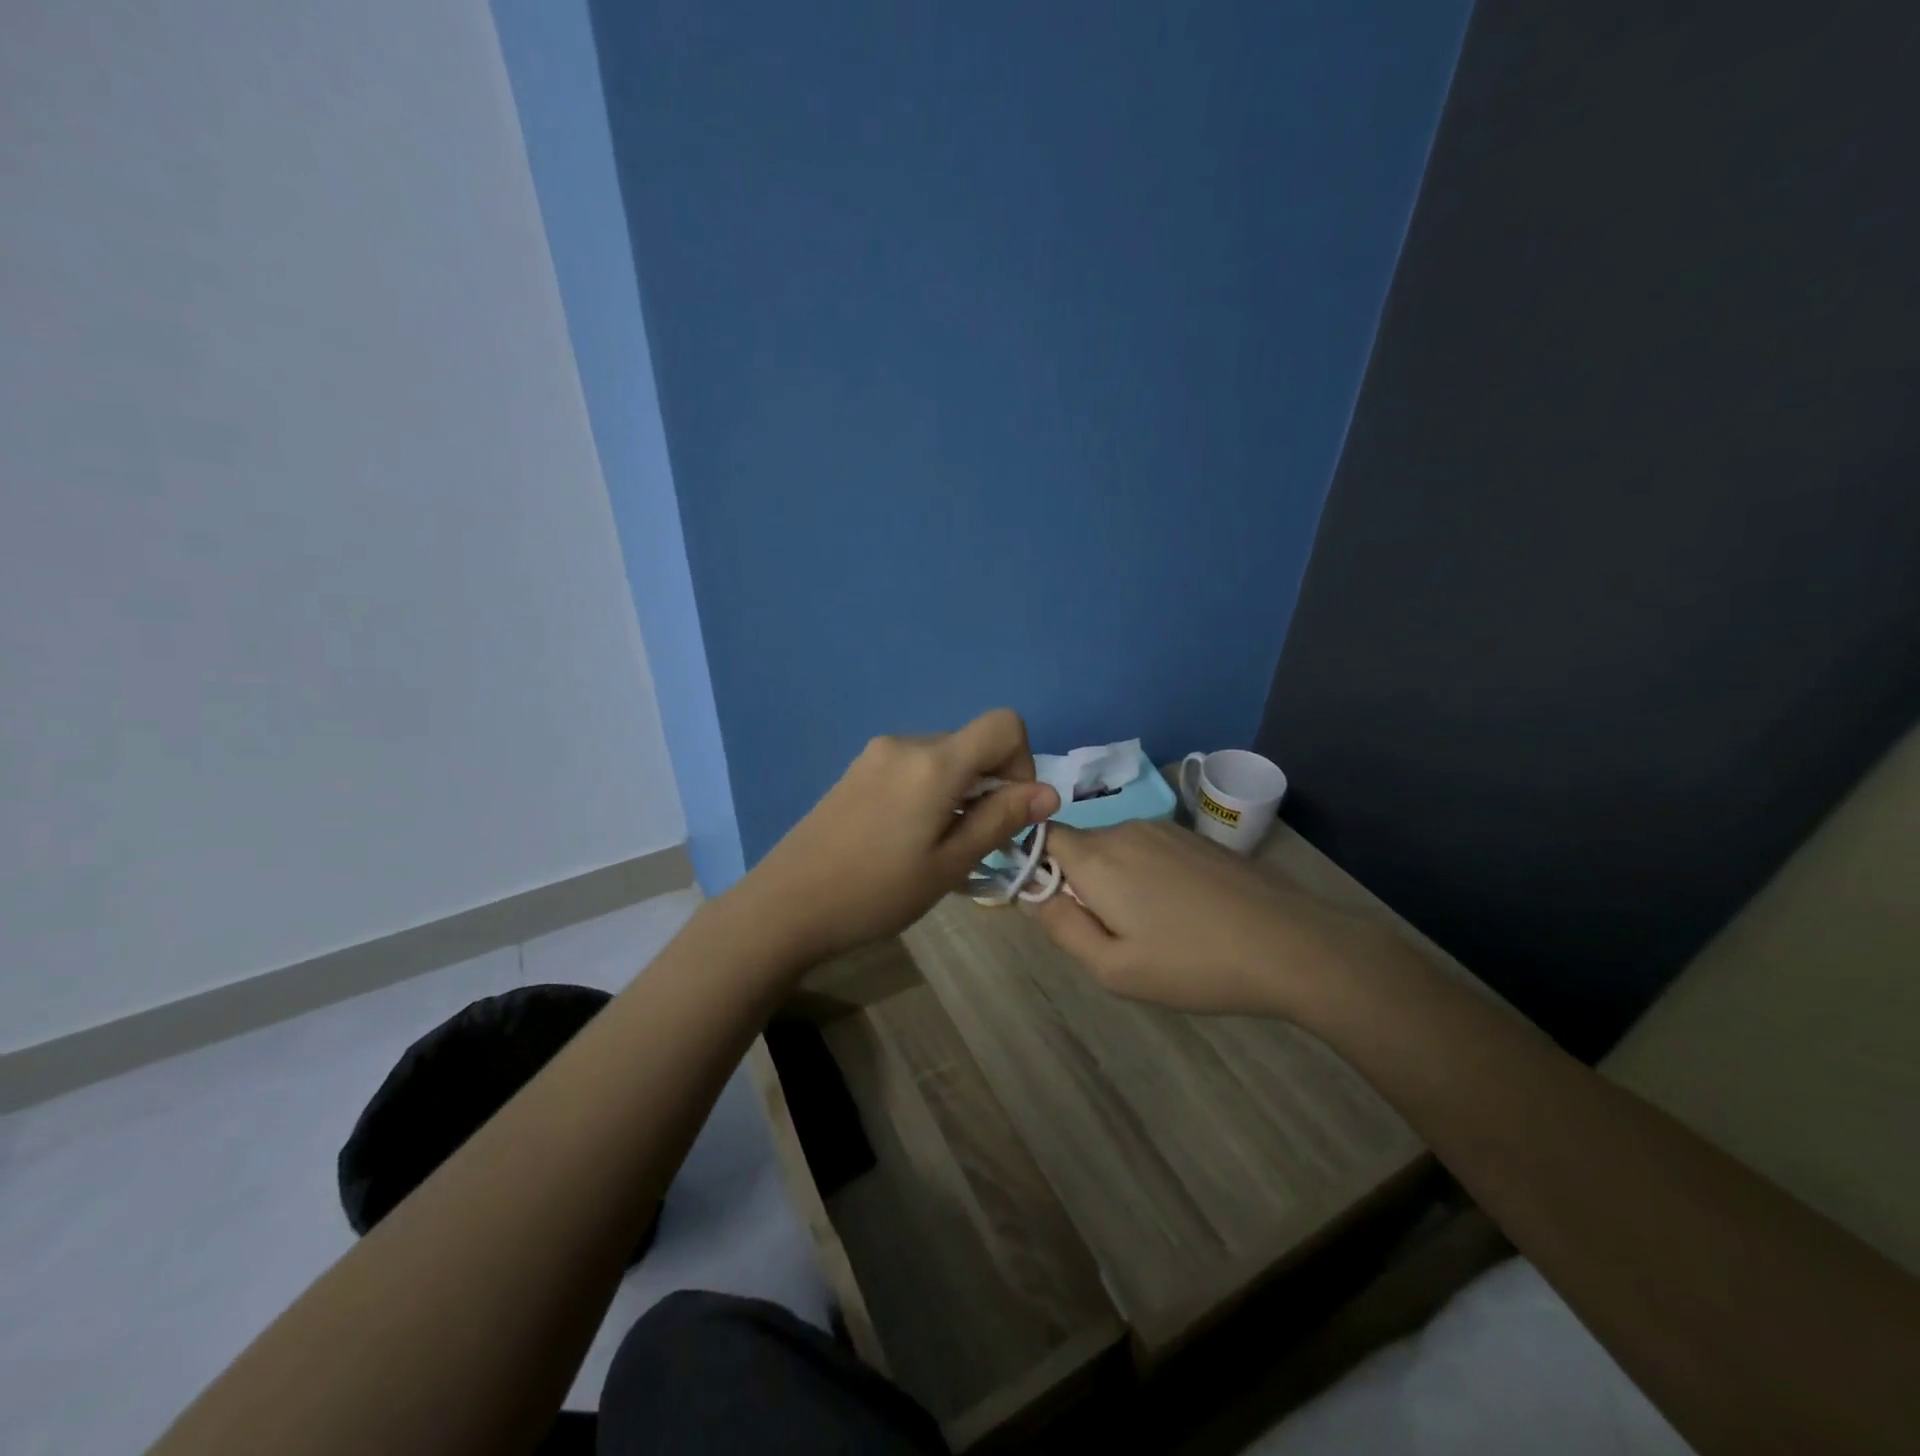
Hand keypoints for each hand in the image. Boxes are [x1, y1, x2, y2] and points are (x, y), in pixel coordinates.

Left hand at [742, 709, 1060, 963]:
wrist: (787, 904)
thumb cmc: (877, 892)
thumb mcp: (949, 864)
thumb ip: (1000, 819)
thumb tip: (1049, 792)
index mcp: (934, 762)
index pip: (1003, 723)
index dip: (1022, 761)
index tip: (1006, 810)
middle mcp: (906, 743)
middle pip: (972, 744)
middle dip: (989, 785)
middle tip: (971, 843)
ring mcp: (877, 754)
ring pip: (943, 758)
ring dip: (958, 791)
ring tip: (935, 846)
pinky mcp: (858, 769)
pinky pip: (912, 767)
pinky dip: (929, 791)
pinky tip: (905, 837)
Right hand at [1030, 819, 1398, 1017]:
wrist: (1289, 945)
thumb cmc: (1193, 964)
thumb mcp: (1113, 968)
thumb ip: (1061, 927)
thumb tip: (1033, 894)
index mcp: (1098, 858)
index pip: (1043, 838)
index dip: (1038, 868)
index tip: (1059, 909)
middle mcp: (1125, 830)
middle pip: (1081, 847)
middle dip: (1081, 883)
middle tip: (1113, 934)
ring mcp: (1165, 830)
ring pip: (1117, 850)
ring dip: (1117, 881)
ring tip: (1153, 928)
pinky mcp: (1196, 839)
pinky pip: (1150, 850)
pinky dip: (1149, 875)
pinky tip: (1184, 912)